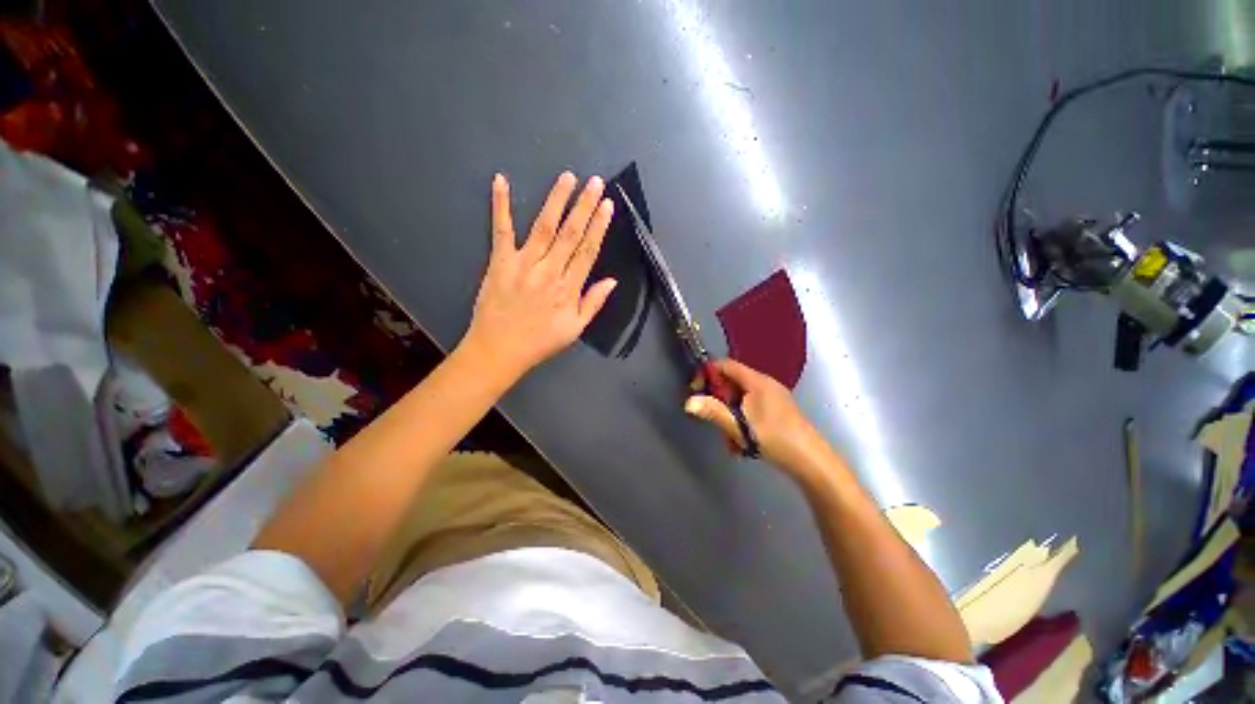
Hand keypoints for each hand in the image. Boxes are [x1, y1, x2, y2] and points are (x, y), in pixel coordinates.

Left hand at [460, 172, 616, 380]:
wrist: (499, 350)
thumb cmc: (540, 342)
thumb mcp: (574, 330)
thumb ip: (593, 303)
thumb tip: (612, 281)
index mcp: (568, 289)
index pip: (588, 251)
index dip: (599, 227)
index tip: (608, 205)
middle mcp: (549, 271)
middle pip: (570, 234)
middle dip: (584, 206)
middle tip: (595, 182)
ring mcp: (523, 264)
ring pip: (543, 227)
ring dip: (556, 200)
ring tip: (568, 178)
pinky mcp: (499, 261)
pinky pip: (501, 230)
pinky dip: (501, 205)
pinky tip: (501, 181)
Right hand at [684, 359, 829, 477]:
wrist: (812, 462)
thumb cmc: (775, 439)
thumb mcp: (740, 427)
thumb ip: (713, 412)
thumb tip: (688, 402)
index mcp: (757, 382)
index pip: (725, 365)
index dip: (707, 374)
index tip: (696, 390)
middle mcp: (765, 384)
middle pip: (732, 383)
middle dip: (719, 402)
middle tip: (714, 420)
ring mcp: (773, 398)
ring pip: (740, 400)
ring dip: (730, 417)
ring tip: (731, 441)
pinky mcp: (777, 411)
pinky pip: (751, 409)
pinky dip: (742, 423)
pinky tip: (743, 445)